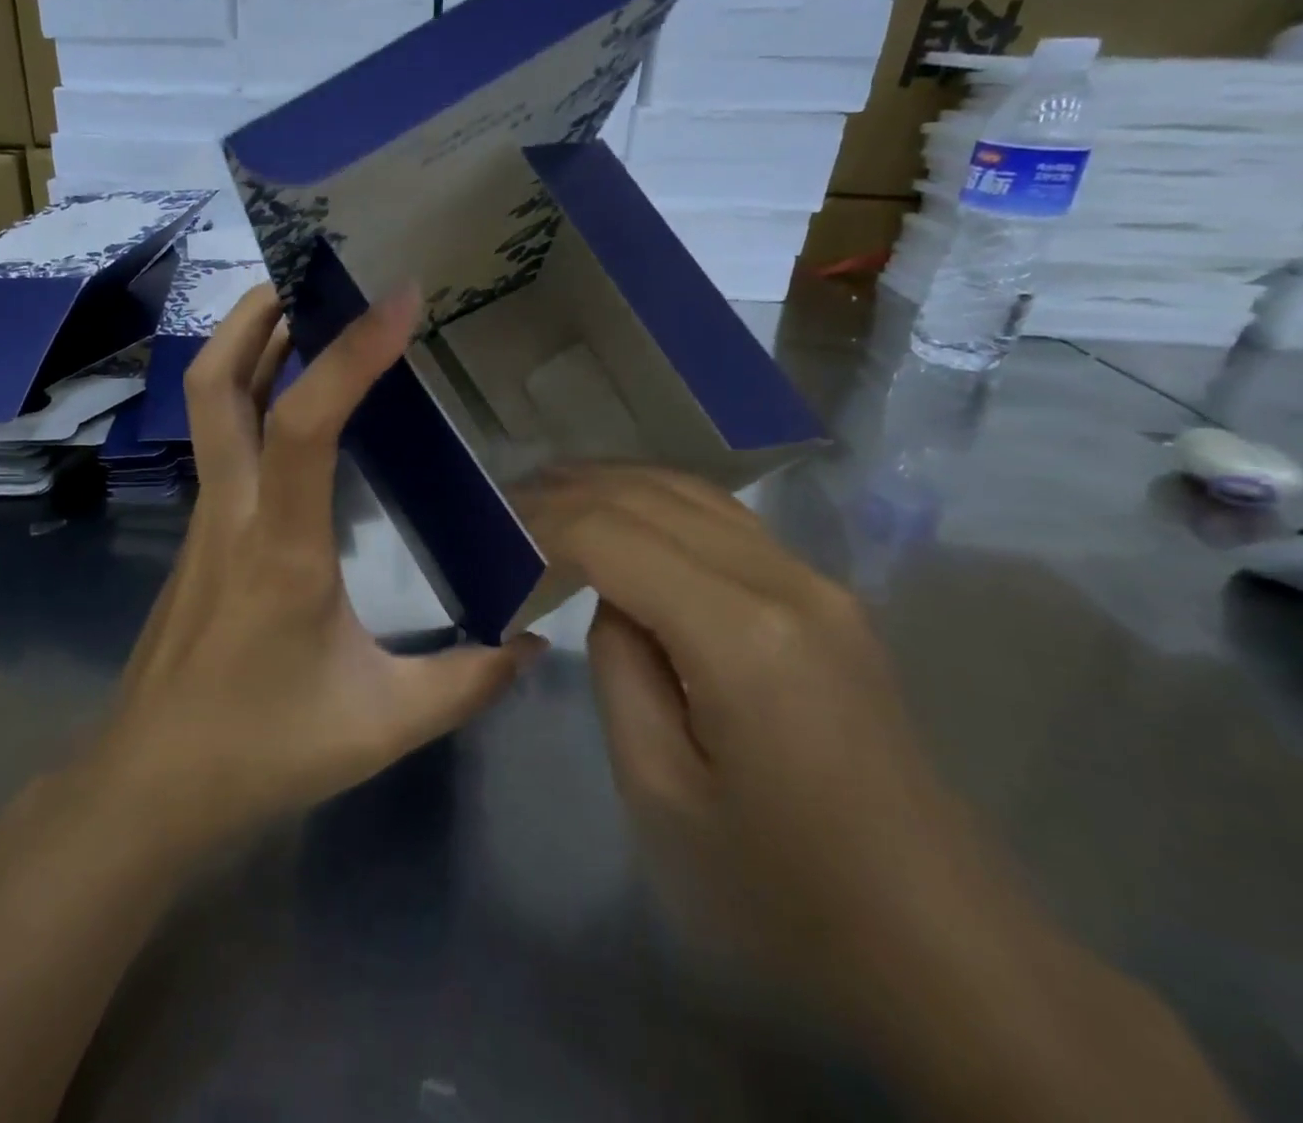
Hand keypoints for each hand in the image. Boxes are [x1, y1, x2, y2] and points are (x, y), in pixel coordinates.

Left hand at [90, 283, 545, 858]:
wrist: (148, 787)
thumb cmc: (260, 750)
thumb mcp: (382, 723)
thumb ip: (467, 683)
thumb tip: (537, 644)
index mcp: (280, 545)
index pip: (306, 423)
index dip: (352, 354)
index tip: (399, 299)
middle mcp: (232, 511)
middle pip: (215, 384)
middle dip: (256, 314)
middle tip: (311, 272)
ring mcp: (205, 519)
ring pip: (209, 406)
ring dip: (250, 346)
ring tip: (305, 311)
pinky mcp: (199, 535)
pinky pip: (223, 442)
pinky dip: (252, 397)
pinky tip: (295, 405)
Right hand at [521, 465, 1017, 1022]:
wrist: (942, 946)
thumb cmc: (782, 890)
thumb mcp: (659, 791)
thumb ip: (619, 669)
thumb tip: (615, 602)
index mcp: (739, 634)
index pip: (613, 534)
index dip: (543, 520)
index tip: (489, 529)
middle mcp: (786, 582)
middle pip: (653, 496)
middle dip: (570, 489)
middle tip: (505, 502)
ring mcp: (819, 583)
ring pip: (694, 493)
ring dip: (615, 484)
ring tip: (551, 492)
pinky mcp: (830, 600)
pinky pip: (727, 522)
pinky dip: (659, 503)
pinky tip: (625, 514)